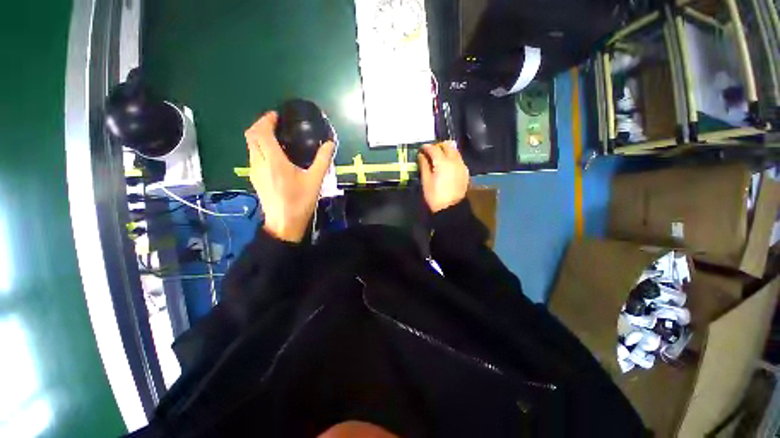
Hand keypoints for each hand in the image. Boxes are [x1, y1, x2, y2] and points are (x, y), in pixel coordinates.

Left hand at [245, 112, 334, 242]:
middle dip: (260, 125)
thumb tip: (330, 143)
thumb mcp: (315, 180)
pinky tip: (274, 155)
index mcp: (273, 161)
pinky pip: (253, 155)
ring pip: (250, 146)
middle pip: (251, 136)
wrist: (284, 224)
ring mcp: (254, 171)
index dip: (266, 120)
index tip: (276, 115)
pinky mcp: (255, 178)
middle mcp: (259, 162)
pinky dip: (260, 147)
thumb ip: (322, 160)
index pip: (261, 132)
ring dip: (259, 136)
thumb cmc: (300, 201)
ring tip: (276, 137)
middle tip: (276, 124)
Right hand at [417, 141, 468, 212]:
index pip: (434, 148)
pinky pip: (458, 159)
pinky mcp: (465, 172)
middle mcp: (454, 160)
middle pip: (447, 146)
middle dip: (438, 146)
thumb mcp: (426, 181)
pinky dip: (452, 157)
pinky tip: (447, 165)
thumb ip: (424, 165)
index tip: (421, 148)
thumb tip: (421, 155)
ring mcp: (461, 165)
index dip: (426, 147)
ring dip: (446, 151)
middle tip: (430, 151)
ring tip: (438, 157)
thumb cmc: (435, 196)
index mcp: (443, 162)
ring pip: (455, 151)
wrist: (451, 209)